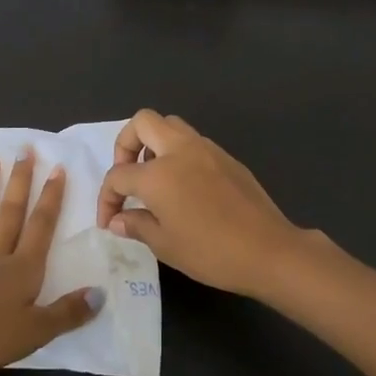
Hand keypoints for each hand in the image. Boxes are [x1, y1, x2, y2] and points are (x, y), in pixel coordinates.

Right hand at [95, 110, 309, 297]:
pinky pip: (193, 142)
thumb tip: (118, 219)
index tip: (109, 221)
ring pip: (170, 125)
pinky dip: (178, 154)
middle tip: (128, 175)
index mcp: (157, 173)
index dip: (107, 198)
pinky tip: (184, 186)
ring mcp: (206, 149)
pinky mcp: (227, 157)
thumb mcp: (165, 245)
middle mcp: (179, 150)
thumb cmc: (211, 252)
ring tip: (154, 178)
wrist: (268, 250)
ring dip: (154, 144)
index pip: (118, 176)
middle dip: (126, 145)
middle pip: (142, 123)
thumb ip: (137, 225)